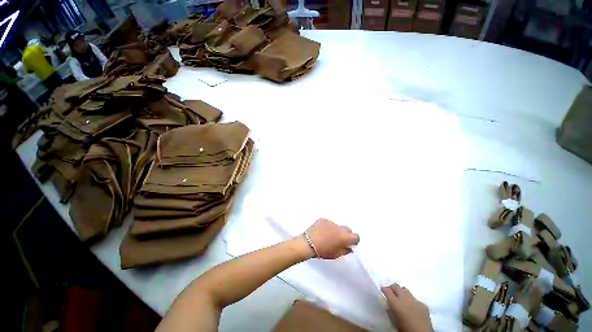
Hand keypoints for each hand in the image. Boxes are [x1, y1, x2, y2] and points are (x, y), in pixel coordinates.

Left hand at [305, 218, 359, 258]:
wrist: (308, 243)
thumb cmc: (323, 251)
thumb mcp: (336, 255)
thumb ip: (345, 250)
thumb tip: (348, 247)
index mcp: (345, 237)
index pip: (356, 236)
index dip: (353, 241)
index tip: (349, 244)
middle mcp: (340, 227)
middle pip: (347, 229)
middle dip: (345, 234)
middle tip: (339, 240)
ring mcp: (331, 222)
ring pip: (337, 226)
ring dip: (335, 230)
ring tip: (327, 236)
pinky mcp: (323, 219)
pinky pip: (328, 223)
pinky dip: (327, 226)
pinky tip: (321, 232)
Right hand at [382, 284, 432, 331]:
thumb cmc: (405, 330)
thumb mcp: (394, 321)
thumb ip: (390, 311)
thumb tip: (388, 306)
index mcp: (396, 303)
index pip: (387, 290)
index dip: (384, 289)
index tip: (382, 290)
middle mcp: (405, 299)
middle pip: (396, 286)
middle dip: (392, 288)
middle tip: (391, 293)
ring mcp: (415, 300)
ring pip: (405, 290)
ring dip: (402, 293)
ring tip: (401, 300)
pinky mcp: (423, 305)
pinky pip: (415, 298)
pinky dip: (411, 301)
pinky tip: (412, 308)